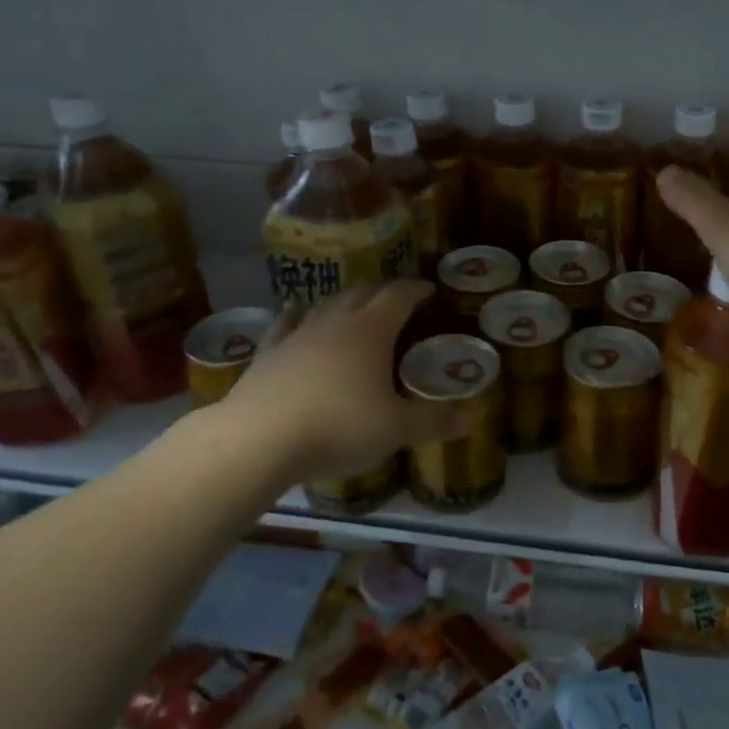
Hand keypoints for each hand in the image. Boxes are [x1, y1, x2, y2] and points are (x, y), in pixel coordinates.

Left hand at [210, 281, 465, 486]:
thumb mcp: (395, 430)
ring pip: (325, 304)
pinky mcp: (268, 353)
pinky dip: (297, 314)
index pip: (399, 296)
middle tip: (396, 299)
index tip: (429, 289)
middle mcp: (336, 322)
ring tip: (354, 304)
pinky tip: (296, 311)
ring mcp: (298, 334)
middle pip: (362, 292)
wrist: (259, 439)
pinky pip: (286, 323)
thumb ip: (433, 422)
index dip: (416, 289)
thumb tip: (468, 420)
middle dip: (382, 291)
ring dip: (343, 300)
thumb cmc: (338, 427)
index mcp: (372, 331)